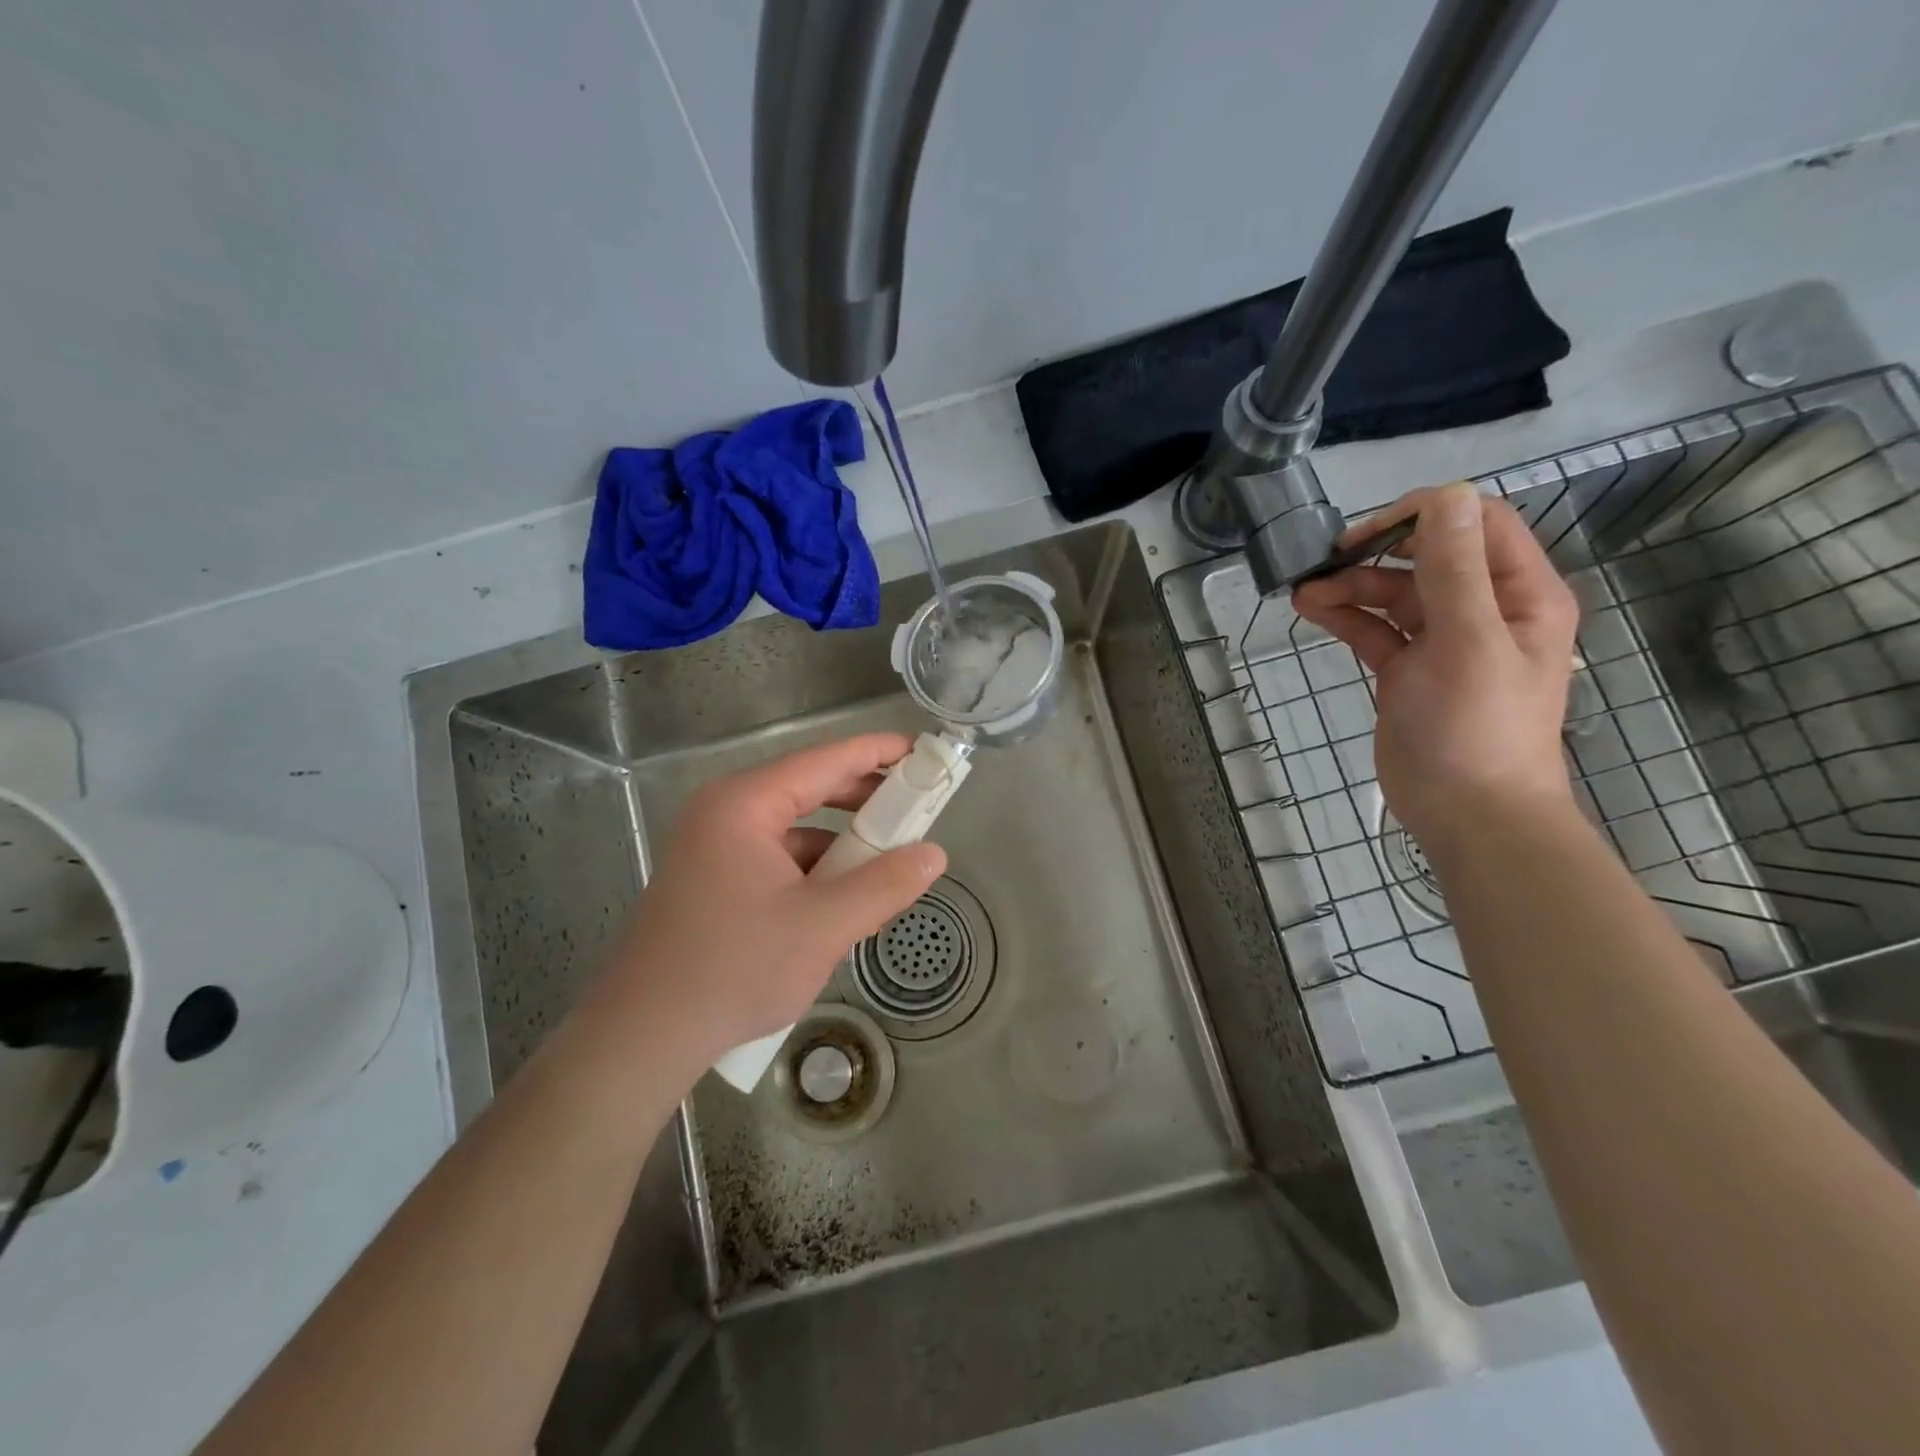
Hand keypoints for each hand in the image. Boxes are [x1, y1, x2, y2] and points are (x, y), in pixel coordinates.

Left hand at [599, 733, 945, 1071]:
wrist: (642, 1037)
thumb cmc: (734, 969)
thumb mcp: (823, 926)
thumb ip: (884, 885)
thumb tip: (934, 855)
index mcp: (744, 805)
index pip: (824, 760)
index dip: (876, 752)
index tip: (921, 751)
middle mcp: (724, 812)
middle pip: (807, 788)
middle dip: (863, 800)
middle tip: (916, 808)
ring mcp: (712, 846)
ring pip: (793, 829)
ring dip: (840, 843)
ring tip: (886, 863)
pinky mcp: (711, 879)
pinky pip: (775, 858)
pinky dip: (813, 870)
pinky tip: (841, 900)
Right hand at [1291, 482, 1580, 849]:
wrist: (1468, 812)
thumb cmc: (1476, 727)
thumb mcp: (1467, 641)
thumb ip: (1454, 569)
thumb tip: (1447, 494)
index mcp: (1519, 594)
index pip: (1476, 524)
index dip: (1423, 516)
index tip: (1366, 533)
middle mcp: (1484, 609)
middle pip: (1427, 557)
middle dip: (1376, 554)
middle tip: (1326, 562)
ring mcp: (1443, 642)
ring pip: (1394, 595)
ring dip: (1351, 587)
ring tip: (1305, 593)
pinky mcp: (1407, 671)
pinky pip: (1375, 630)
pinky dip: (1346, 617)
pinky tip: (1312, 611)